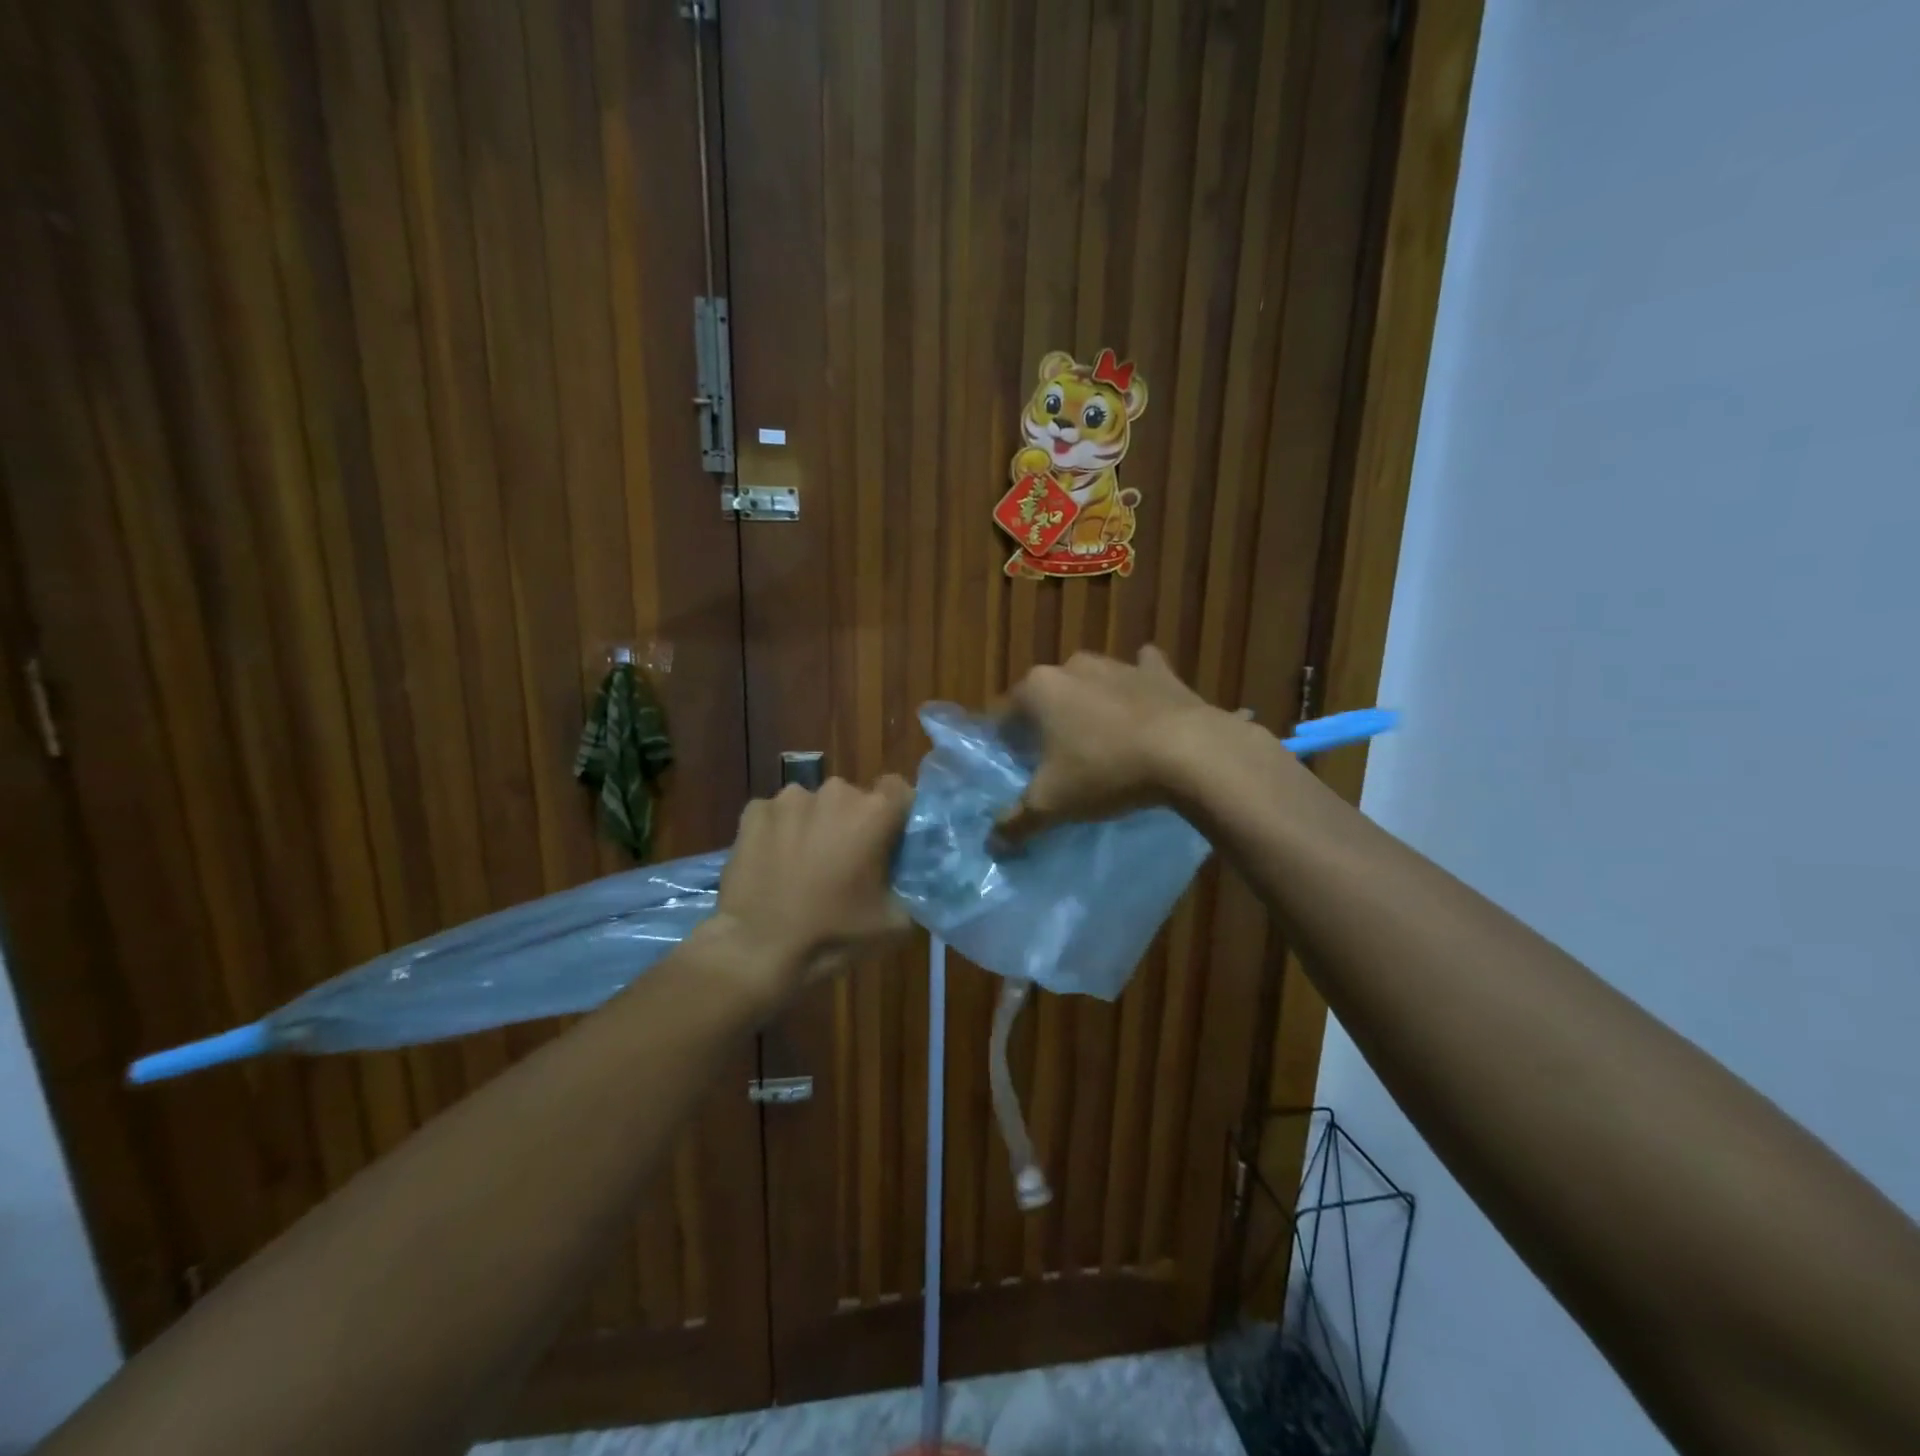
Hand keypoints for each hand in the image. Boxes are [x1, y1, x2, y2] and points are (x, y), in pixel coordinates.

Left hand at [710, 776, 914, 998]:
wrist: (756, 950)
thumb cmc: (832, 934)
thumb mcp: (895, 923)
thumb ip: (912, 889)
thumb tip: (913, 879)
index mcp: (873, 812)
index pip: (899, 790)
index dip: (897, 815)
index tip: (891, 842)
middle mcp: (834, 792)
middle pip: (854, 799)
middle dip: (853, 823)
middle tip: (846, 862)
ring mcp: (789, 799)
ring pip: (814, 805)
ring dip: (815, 825)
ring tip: (804, 864)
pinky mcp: (754, 811)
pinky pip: (777, 815)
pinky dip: (780, 832)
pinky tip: (773, 864)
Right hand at [996, 646, 1227, 846]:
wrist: (1189, 752)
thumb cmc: (1105, 771)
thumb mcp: (1051, 805)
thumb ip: (1016, 822)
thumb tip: (993, 842)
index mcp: (1037, 689)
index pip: (1003, 716)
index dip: (1005, 746)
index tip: (1016, 771)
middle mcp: (1072, 666)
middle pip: (1047, 698)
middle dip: (1047, 724)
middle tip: (1057, 762)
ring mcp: (1119, 665)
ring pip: (1091, 686)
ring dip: (1090, 708)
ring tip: (1102, 745)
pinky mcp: (1160, 672)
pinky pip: (1143, 674)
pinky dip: (1140, 688)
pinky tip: (1145, 708)